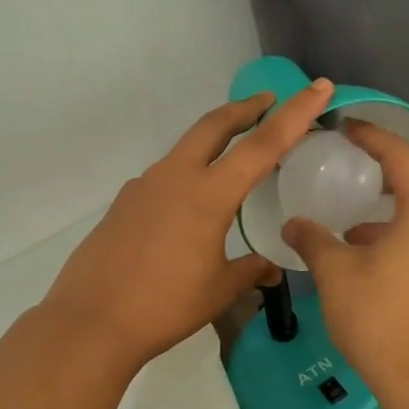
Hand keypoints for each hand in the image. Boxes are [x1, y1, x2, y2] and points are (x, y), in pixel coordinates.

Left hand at [42, 79, 334, 368]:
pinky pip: (165, 176)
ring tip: (234, 158)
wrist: (91, 321)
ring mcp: (144, 186)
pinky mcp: (125, 202)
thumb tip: (271, 268)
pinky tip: (191, 205)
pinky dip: (188, 173)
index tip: (317, 88)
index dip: (295, 114)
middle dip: (245, 108)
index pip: (262, 145)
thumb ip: (249, 270)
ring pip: (186, 148)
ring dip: (213, 141)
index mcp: (208, 194)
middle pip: (214, 125)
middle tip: (267, 102)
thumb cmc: (164, 306)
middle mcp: (175, 177)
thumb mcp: (219, 290)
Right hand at [283, 122, 408, 408]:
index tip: (346, 127)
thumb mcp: (336, 274)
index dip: (372, 137)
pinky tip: (377, 252)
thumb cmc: (379, 319)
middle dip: (393, 168)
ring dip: (401, 204)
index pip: (401, 156)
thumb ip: (313, 239)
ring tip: (361, 217)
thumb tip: (293, 223)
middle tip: (359, 167)